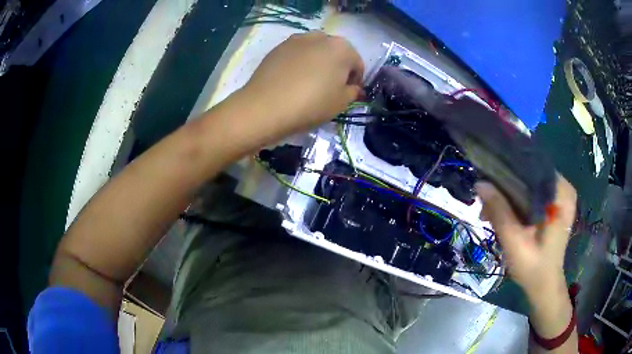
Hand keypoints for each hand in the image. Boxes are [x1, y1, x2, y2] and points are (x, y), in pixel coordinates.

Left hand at [240, 31, 363, 138]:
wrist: (265, 106)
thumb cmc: (311, 104)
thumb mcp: (341, 103)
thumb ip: (353, 92)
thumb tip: (353, 88)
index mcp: (341, 48)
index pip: (357, 64)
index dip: (355, 80)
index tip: (348, 94)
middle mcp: (320, 37)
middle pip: (335, 53)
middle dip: (336, 68)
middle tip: (329, 87)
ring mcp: (296, 39)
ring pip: (315, 51)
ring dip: (318, 62)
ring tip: (309, 82)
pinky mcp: (278, 47)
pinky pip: (296, 54)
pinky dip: (299, 63)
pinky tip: (292, 80)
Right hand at [476, 175, 576, 300]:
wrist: (544, 285)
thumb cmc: (533, 266)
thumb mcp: (514, 240)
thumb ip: (499, 211)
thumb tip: (480, 183)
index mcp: (561, 193)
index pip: (533, 167)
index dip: (509, 171)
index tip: (489, 181)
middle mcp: (563, 189)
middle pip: (530, 176)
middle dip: (507, 189)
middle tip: (487, 207)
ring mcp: (559, 198)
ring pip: (529, 185)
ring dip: (509, 197)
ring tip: (491, 214)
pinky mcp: (553, 206)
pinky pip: (532, 195)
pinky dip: (516, 203)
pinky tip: (503, 216)